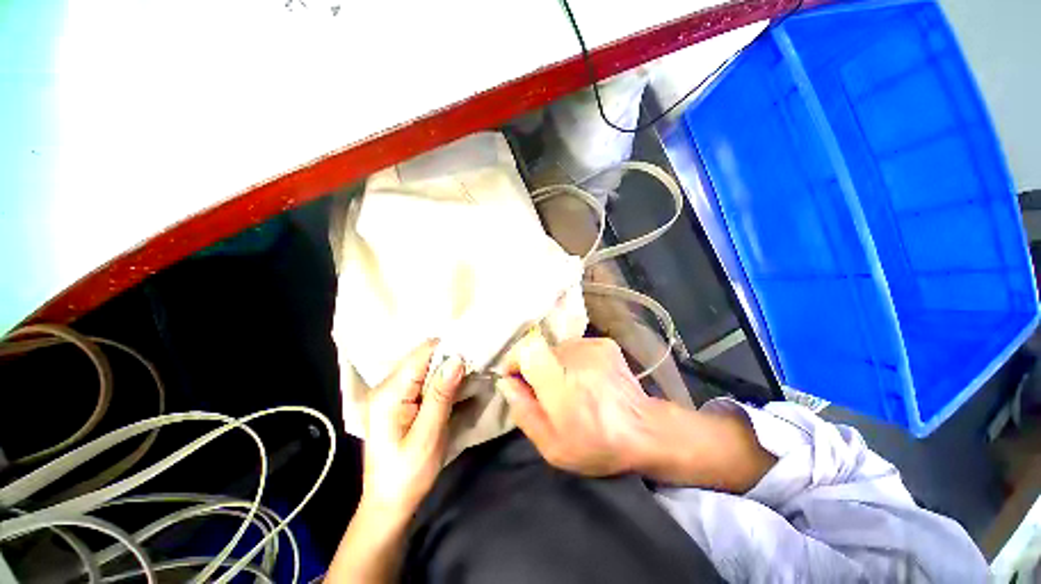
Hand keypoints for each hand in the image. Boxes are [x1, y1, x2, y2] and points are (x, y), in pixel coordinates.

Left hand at [361, 340, 463, 519]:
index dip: (449, 349)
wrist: (388, 504)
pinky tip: (457, 390)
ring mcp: (393, 393)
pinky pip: (424, 381)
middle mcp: (387, 386)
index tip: (473, 354)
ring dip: (449, 371)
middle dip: (451, 360)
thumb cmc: (407, 474)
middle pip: (424, 358)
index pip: (422, 353)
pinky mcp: (400, 401)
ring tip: (471, 378)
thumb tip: (457, 359)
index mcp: (389, 392)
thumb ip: (441, 395)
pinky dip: (442, 382)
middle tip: (476, 369)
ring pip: (427, 368)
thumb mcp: (428, 436)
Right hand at [499, 331, 774, 491]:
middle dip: (536, 370)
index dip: (515, 362)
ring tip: (570, 388)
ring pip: (556, 349)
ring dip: (555, 366)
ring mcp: (592, 346)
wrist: (645, 430)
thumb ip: (524, 412)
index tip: (518, 380)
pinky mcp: (604, 343)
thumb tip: (506, 383)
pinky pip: (574, 347)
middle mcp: (575, 357)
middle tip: (549, 394)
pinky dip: (573, 361)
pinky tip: (586, 379)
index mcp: (560, 384)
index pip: (525, 351)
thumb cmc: (597, 445)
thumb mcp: (552, 446)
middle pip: (539, 351)